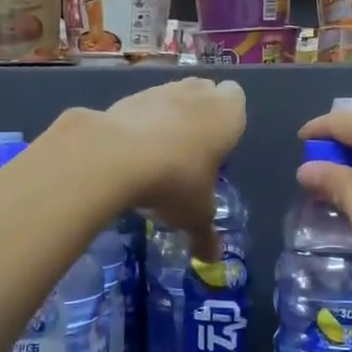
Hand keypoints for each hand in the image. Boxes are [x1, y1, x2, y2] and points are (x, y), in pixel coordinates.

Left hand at [67, 77, 245, 259]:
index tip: (218, 146)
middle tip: (191, 151)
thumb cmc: (176, 181)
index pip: (236, 98)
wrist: (115, 156)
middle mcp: (196, 94)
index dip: (228, 119)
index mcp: (227, 114)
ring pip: (170, 95)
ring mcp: (159, 90)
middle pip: (203, 92)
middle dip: (199, 114)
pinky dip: (137, 123)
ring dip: (167, 116)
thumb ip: (205, 235)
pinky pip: (139, 107)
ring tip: (157, 155)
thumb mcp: (195, 215)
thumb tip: (211, 261)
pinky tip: (128, 153)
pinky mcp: (125, 96)